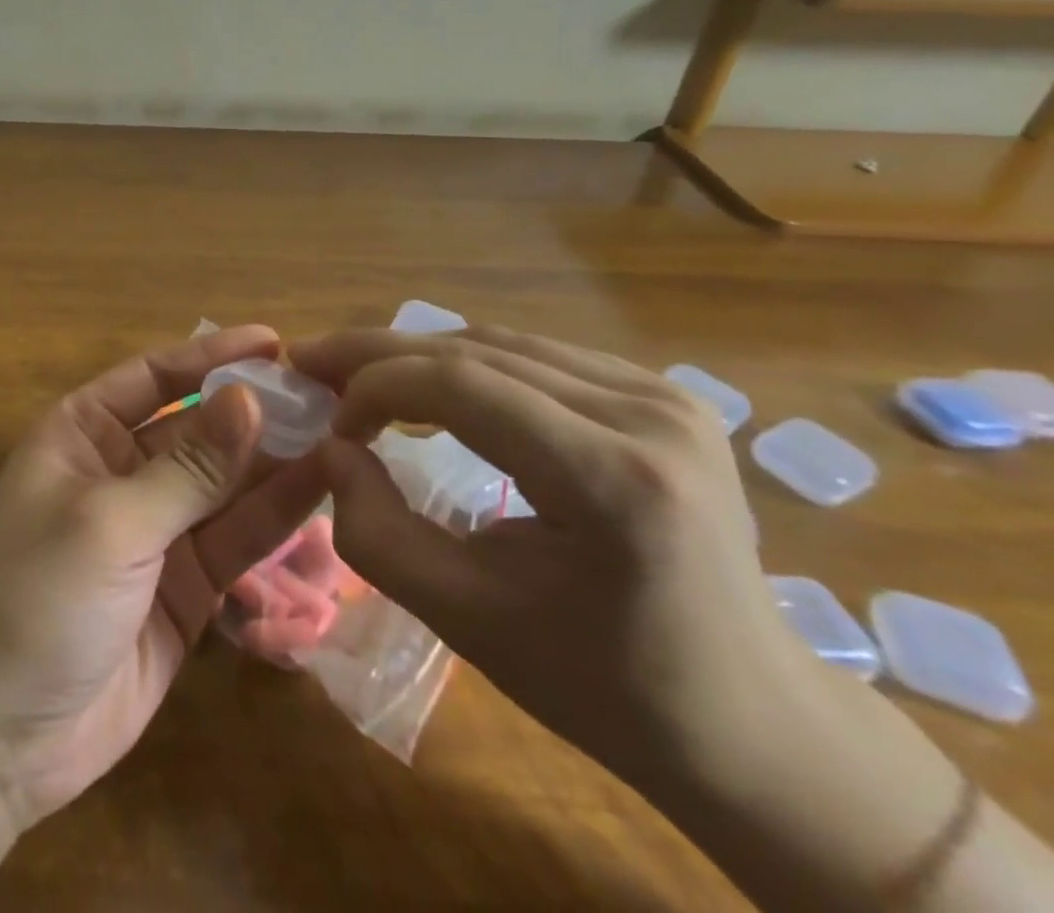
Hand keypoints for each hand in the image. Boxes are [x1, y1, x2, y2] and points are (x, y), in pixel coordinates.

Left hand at [0, 326, 330, 827]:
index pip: (156, 376)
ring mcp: (156, 532)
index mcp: (83, 433)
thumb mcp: (110, 523)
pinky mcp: (184, 588)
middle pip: (199, 428)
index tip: (276, 343)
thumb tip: (251, 398)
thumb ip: (188, 468)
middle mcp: (121, 471)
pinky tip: (323, 494)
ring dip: (277, 464)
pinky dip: (275, 520)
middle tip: (331, 397)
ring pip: (226, 485)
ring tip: (345, 439)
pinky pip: (235, 541)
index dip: (213, 356)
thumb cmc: (32, 597)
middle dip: (257, 413)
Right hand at [292, 325, 801, 785]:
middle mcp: (648, 413)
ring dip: (416, 355)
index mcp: (614, 480)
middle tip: (310, 361)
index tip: (330, 424)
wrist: (753, 720)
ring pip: (498, 343)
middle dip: (379, 353)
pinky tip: (427, 388)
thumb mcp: (467, 621)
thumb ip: (376, 532)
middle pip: (476, 350)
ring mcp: (664, 395)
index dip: (375, 386)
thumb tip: (330, 449)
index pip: (461, 386)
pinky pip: (533, 357)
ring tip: (355, 375)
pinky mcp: (661, 395)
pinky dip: (463, 366)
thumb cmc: (604, 687)